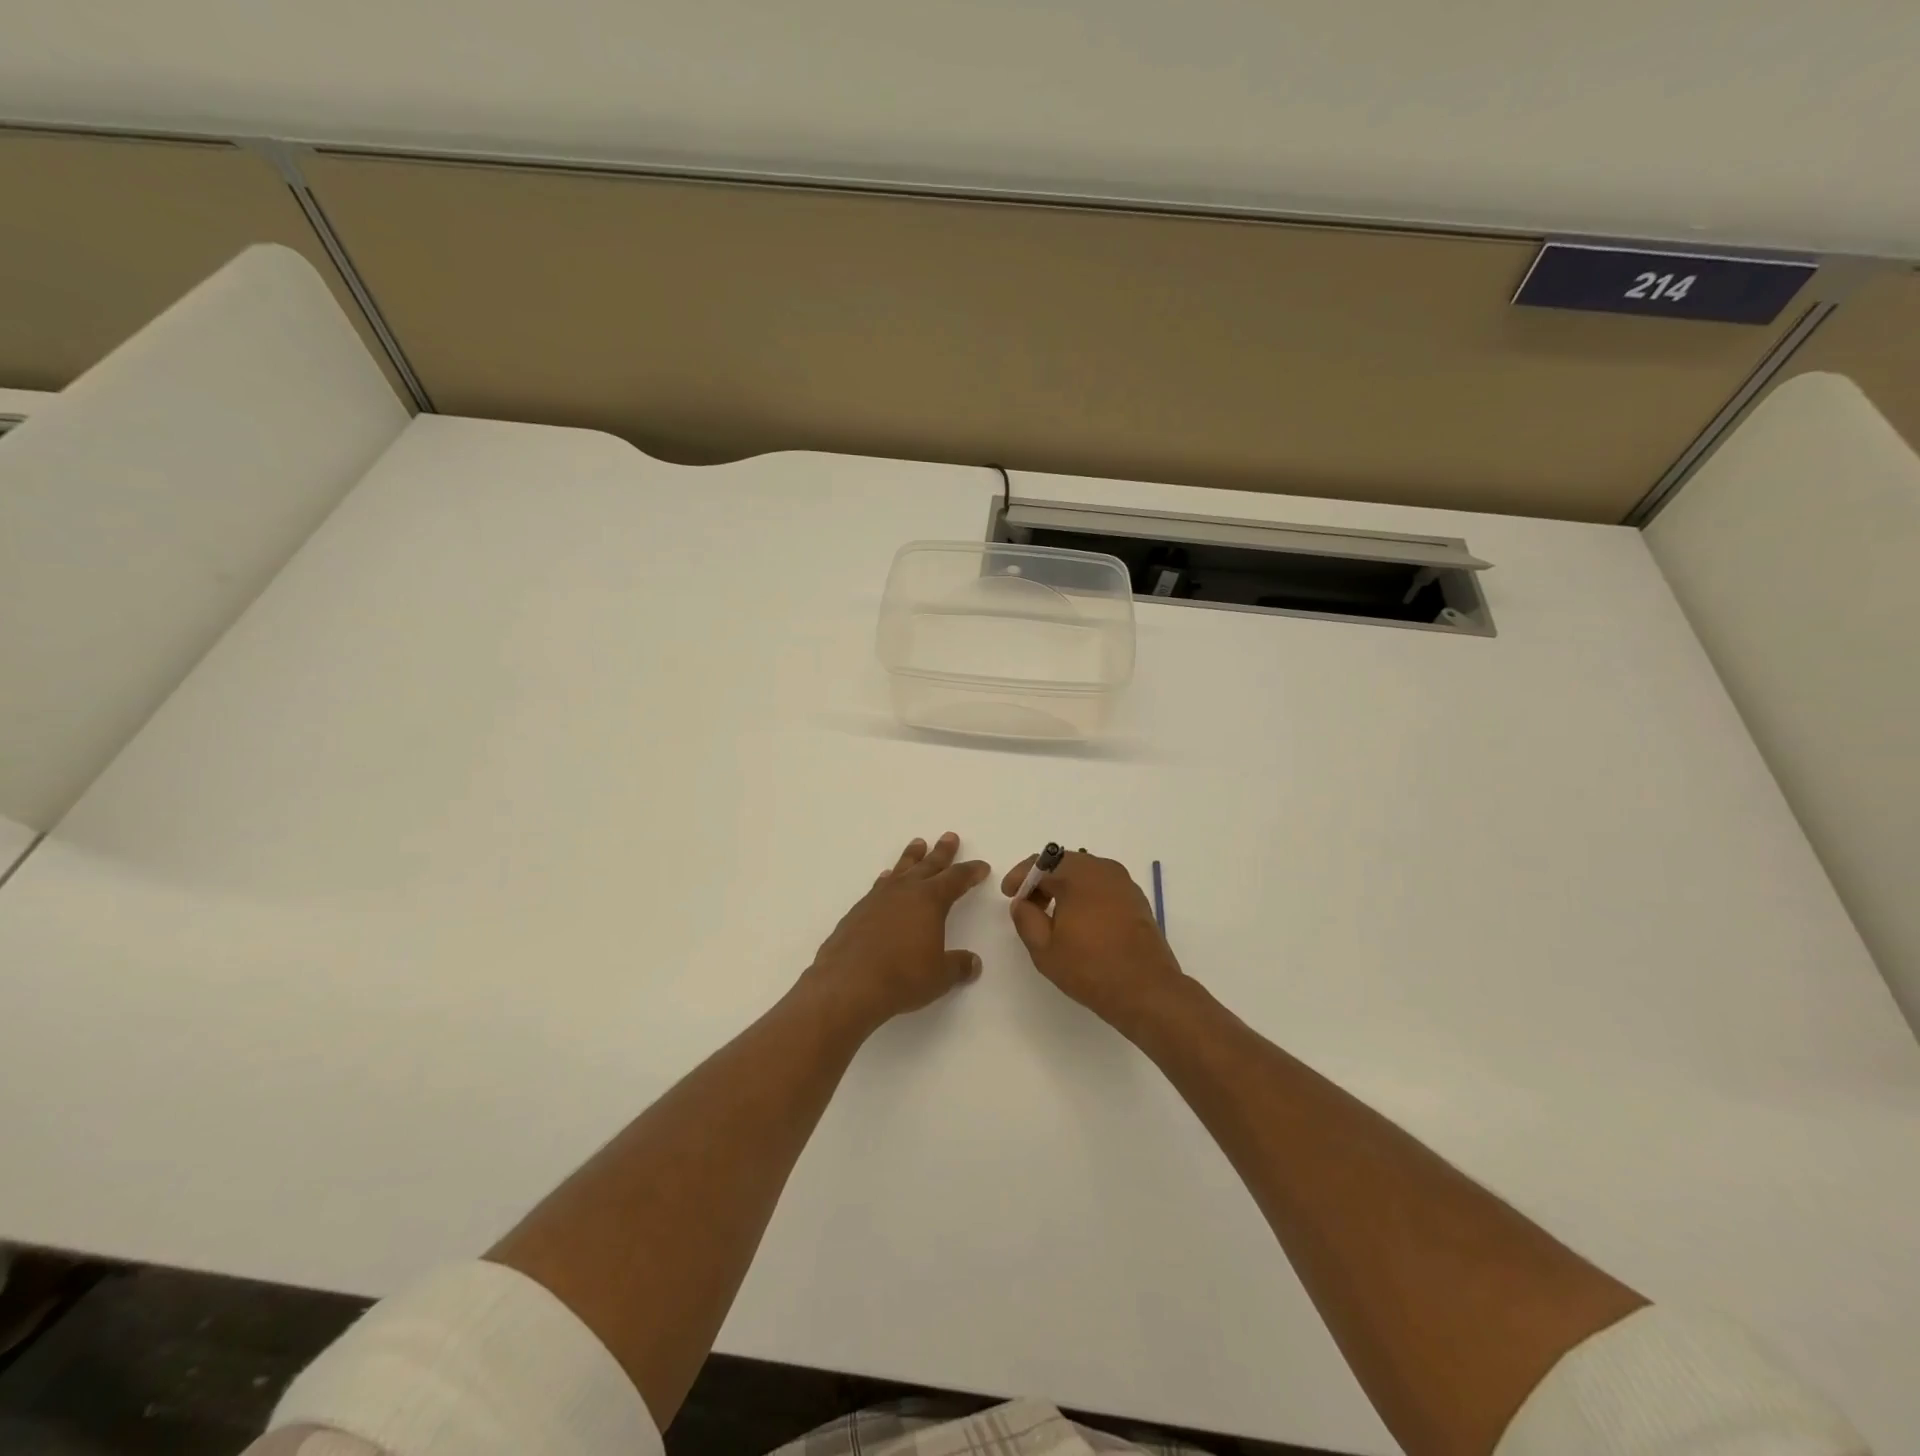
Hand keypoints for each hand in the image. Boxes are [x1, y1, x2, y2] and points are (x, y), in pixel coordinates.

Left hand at [804, 833, 990, 1032]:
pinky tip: (886, 878)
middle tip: (950, 836)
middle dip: (942, 852)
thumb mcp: (940, 976)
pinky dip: (887, 879)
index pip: (956, 879)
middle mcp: (905, 891)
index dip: (971, 872)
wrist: (848, 984)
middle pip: (928, 865)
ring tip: (918, 844)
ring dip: (912, 857)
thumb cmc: (902, 977)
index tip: (981, 866)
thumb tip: (973, 963)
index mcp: (930, 900)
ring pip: (901, 869)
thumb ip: (958, 966)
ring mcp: (878, 898)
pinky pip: (879, 886)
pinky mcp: (858, 911)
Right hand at [1001, 851, 1186, 1033]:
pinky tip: (1080, 920)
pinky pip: (1102, 885)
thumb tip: (1022, 902)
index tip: (1009, 894)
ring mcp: (1124, 883)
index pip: (1040, 863)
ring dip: (1064, 887)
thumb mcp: (1044, 948)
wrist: (1147, 990)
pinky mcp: (1136, 899)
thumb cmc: (1090, 968)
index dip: (1020, 877)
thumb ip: (1026, 918)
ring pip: (1084, 873)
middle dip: (1042, 880)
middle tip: (1028, 905)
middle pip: (1063, 863)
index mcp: (1078, 875)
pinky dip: (1085, 894)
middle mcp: (1103, 869)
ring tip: (1052, 915)